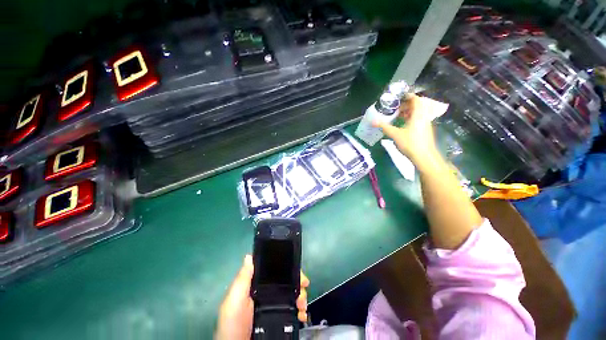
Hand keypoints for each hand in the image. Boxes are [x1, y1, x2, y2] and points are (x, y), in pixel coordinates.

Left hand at [215, 255, 310, 339]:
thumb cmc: (234, 324)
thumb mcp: (234, 301)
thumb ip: (242, 280)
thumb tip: (249, 256)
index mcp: (256, 285)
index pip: (274, 270)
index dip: (286, 267)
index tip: (297, 269)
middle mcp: (266, 293)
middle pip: (286, 281)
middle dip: (297, 281)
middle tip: (303, 288)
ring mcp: (273, 306)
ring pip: (292, 294)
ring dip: (300, 295)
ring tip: (302, 305)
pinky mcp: (279, 318)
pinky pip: (292, 309)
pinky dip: (299, 309)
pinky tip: (301, 313)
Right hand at [372, 94, 439, 165]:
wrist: (424, 156)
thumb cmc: (410, 143)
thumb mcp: (395, 134)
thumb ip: (384, 127)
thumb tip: (373, 121)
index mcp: (418, 114)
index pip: (416, 99)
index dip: (408, 96)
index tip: (398, 98)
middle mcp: (424, 116)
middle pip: (417, 105)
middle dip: (406, 105)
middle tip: (395, 108)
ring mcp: (425, 123)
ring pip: (418, 113)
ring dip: (408, 112)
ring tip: (397, 116)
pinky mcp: (425, 130)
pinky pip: (418, 119)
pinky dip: (410, 118)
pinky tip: (402, 125)